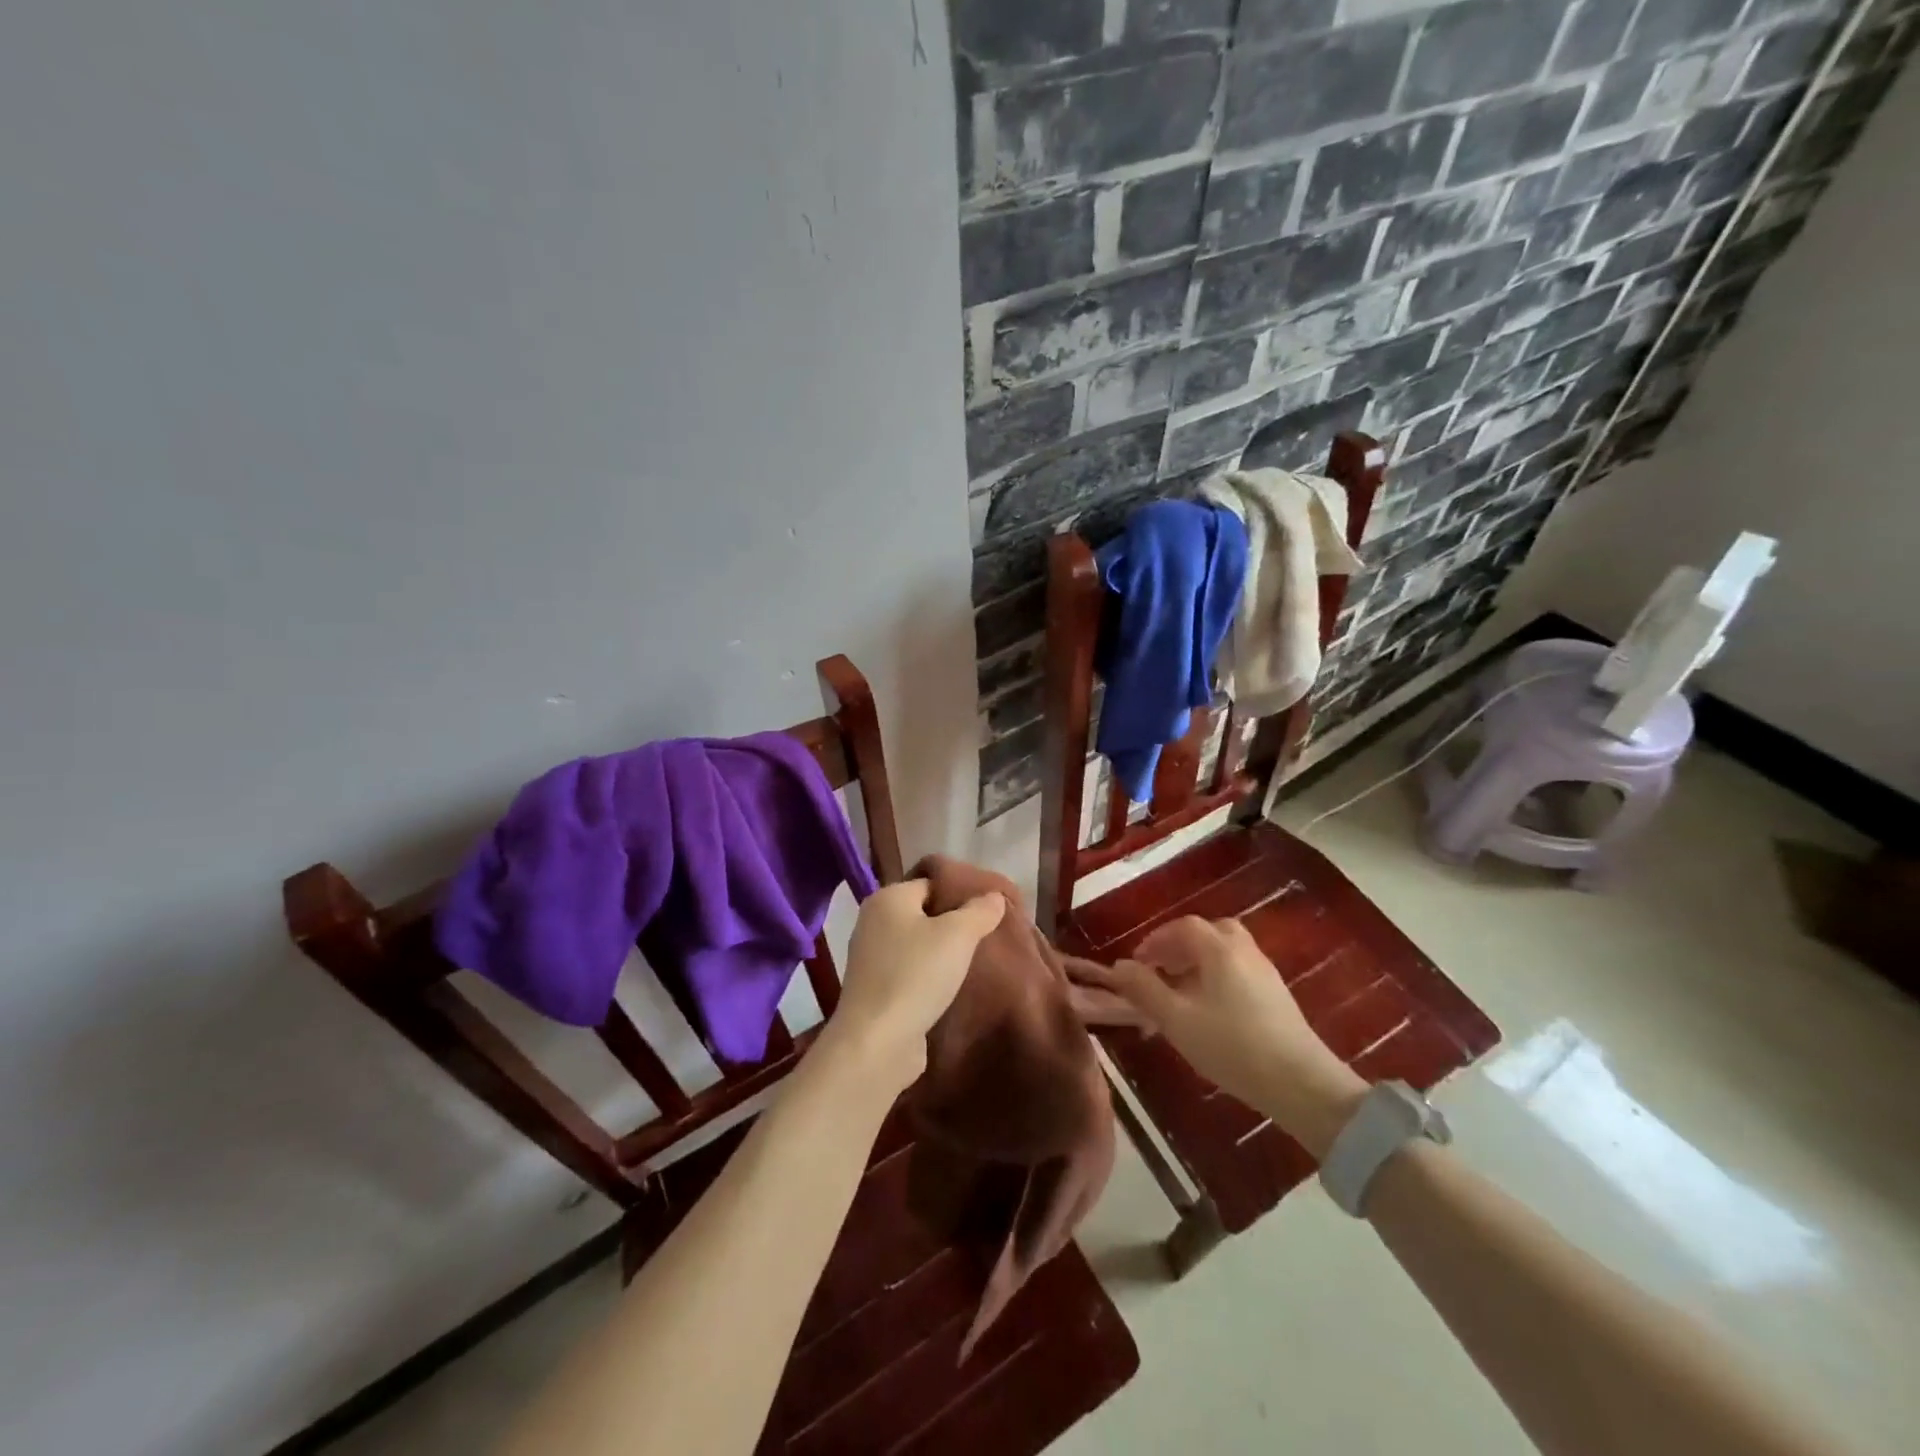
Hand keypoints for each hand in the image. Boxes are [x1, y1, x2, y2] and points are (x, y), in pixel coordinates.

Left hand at [819, 879, 1005, 1095]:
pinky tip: (952, 988)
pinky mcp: (875, 990)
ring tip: (974, 963)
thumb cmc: (916, 975)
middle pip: (924, 913)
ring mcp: (870, 958)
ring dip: (943, 954)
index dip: (962, 893)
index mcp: (887, 898)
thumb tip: (994, 895)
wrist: (877, 1042)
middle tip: (987, 936)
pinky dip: (929, 977)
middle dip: (954, 924)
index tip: (990, 910)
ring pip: (918, 945)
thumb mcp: (958, 935)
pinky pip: (910, 972)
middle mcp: (872, 922)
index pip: (932, 883)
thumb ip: (980, 911)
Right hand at [1070, 916, 1364, 1157]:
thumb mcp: (1176, 1019)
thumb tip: (1119, 966)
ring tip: (1181, 991)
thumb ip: (1144, 989)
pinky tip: (1210, 1008)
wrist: (1300, 1084)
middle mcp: (1244, 950)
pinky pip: (1239, 969)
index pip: (1183, 926)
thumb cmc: (1231, 1046)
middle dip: (1179, 946)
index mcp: (1219, 948)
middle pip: (1208, 932)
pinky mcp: (1277, 994)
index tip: (1138, 963)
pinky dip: (1217, 975)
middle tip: (1162, 970)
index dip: (1156, 940)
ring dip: (1199, 961)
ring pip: (1226, 951)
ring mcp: (1265, 971)